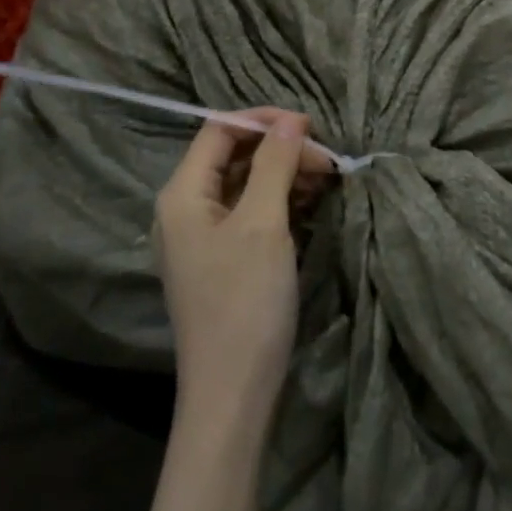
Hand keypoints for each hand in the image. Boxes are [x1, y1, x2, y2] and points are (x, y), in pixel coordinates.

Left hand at [154, 110, 330, 429]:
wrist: (233, 390)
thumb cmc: (244, 300)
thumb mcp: (263, 224)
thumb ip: (275, 164)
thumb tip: (291, 120)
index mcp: (183, 193)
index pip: (219, 129)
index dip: (263, 120)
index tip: (310, 126)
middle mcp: (187, 208)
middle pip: (235, 155)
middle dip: (281, 149)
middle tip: (328, 161)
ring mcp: (205, 235)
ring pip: (248, 184)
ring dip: (286, 174)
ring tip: (327, 180)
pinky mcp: (225, 257)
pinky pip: (253, 212)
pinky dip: (282, 201)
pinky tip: (313, 204)